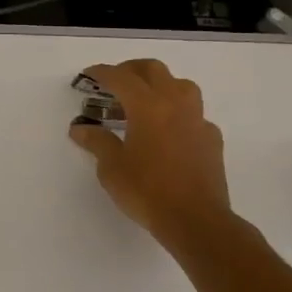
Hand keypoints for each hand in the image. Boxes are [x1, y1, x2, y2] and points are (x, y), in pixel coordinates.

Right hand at [69, 59, 234, 250]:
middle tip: (114, 82)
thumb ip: (97, 142)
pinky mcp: (212, 138)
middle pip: (153, 70)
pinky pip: (194, 113)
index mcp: (147, 106)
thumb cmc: (147, 191)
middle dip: (131, 70)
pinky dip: (177, 112)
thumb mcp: (111, 167)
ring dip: (159, 84)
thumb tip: (80, 128)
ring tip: (143, 102)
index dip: (102, 73)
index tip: (88, 75)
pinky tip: (168, 131)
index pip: (120, 77)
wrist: (197, 221)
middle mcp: (174, 104)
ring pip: (180, 85)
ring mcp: (197, 120)